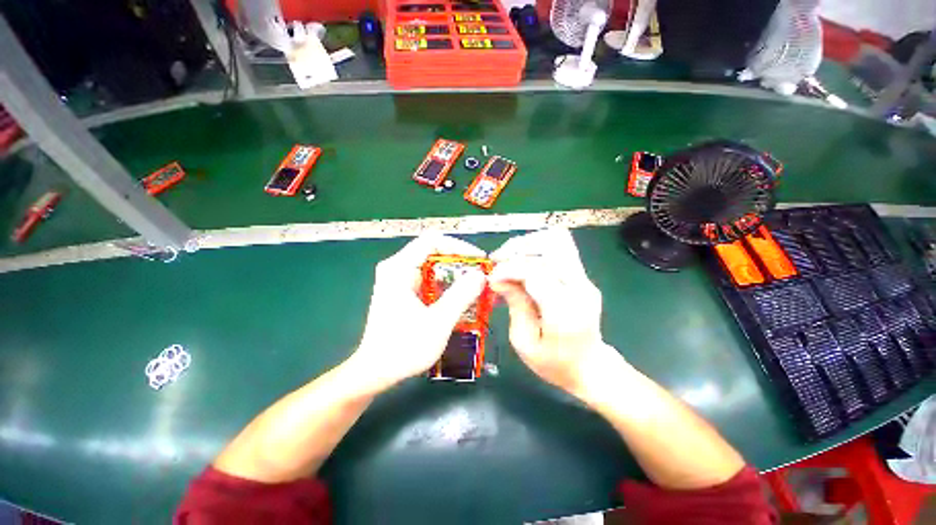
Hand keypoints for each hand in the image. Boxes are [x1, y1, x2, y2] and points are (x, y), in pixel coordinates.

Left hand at [350, 233, 485, 392]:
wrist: (376, 372)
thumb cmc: (403, 348)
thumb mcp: (438, 322)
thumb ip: (461, 295)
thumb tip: (481, 274)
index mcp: (399, 268)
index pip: (433, 241)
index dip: (459, 246)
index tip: (478, 260)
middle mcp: (397, 268)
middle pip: (434, 252)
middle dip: (460, 263)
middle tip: (481, 275)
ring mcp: (399, 280)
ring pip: (433, 267)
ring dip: (455, 275)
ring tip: (476, 287)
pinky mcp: (403, 291)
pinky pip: (430, 280)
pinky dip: (447, 285)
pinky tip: (461, 298)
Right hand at [489, 228, 623, 400]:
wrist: (590, 367)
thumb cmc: (555, 364)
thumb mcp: (525, 343)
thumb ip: (514, 305)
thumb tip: (497, 278)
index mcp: (566, 311)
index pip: (536, 272)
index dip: (509, 269)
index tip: (492, 278)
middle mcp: (580, 288)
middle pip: (551, 245)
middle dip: (519, 247)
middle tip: (498, 260)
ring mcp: (585, 279)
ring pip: (557, 240)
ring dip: (528, 244)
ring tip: (508, 257)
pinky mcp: (582, 276)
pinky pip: (558, 249)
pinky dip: (535, 250)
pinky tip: (521, 263)